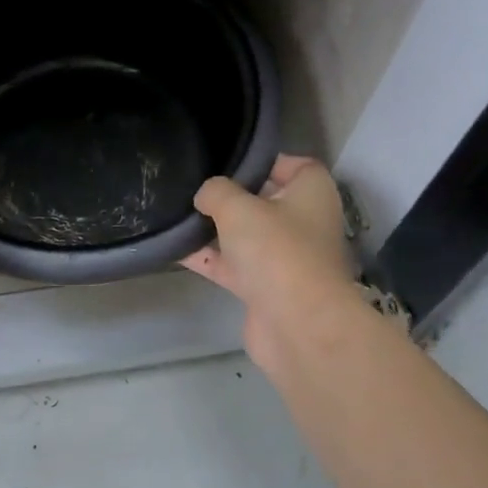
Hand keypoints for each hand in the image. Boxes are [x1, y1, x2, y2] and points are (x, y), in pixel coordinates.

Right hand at [181, 155, 357, 376]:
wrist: (298, 326)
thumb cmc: (277, 250)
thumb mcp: (238, 207)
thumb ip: (216, 192)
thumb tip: (206, 196)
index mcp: (312, 194)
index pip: (296, 165)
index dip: (265, 161)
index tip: (230, 162)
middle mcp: (304, 223)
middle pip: (266, 201)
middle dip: (232, 196)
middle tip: (196, 187)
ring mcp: (285, 259)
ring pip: (246, 236)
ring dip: (216, 229)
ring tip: (178, 214)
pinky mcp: (266, 289)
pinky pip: (233, 266)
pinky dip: (209, 258)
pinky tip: (174, 249)